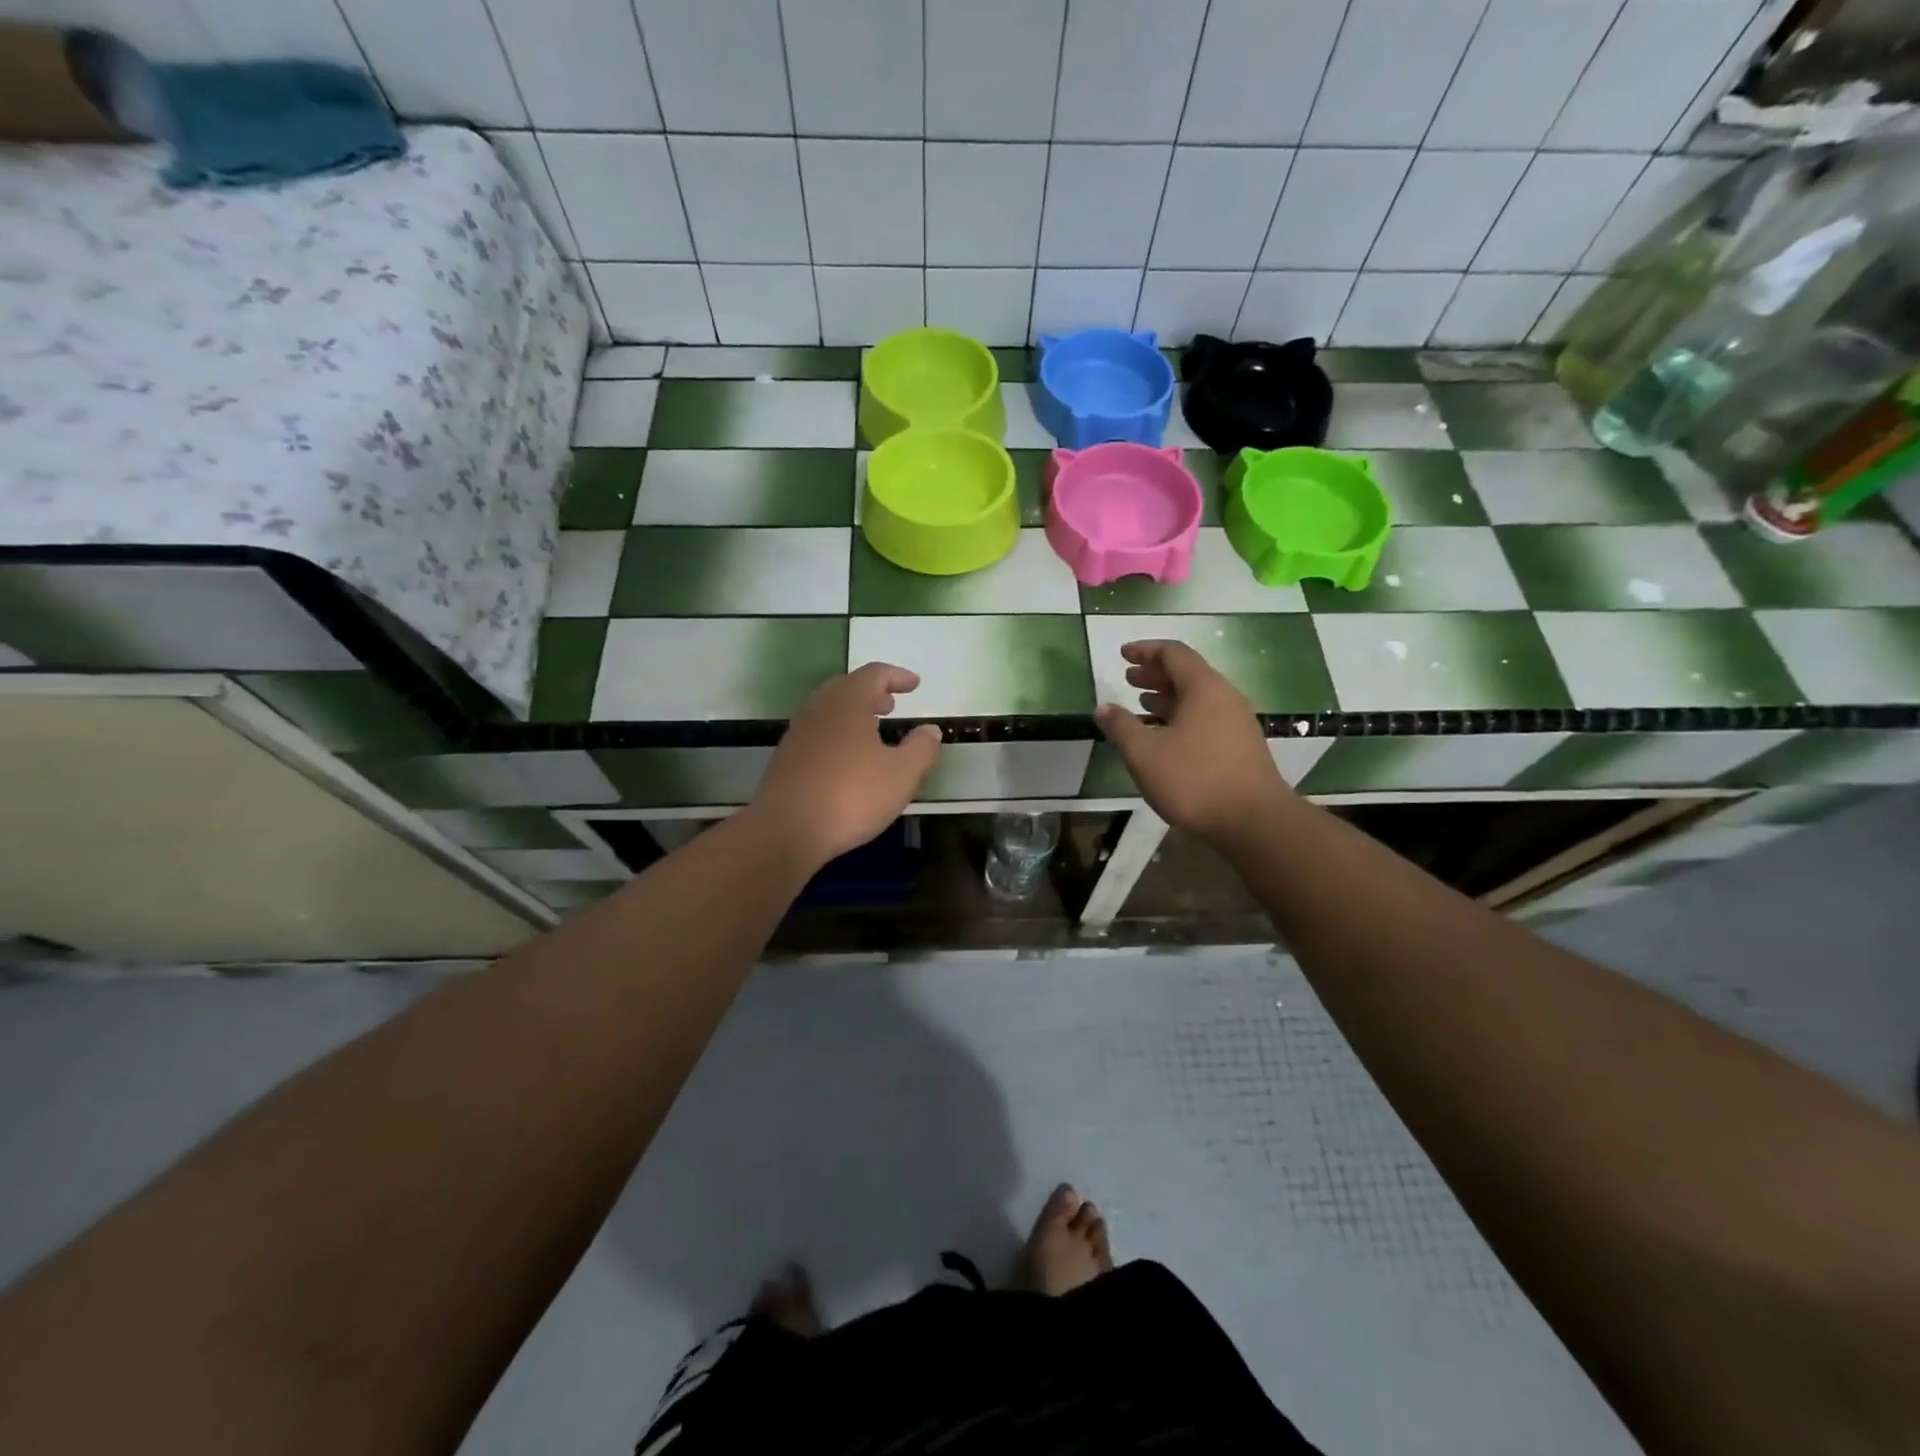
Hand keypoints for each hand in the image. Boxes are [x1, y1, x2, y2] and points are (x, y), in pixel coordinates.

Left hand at [746, 663, 941, 867]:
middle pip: (846, 687)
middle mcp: (819, 708)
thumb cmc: (851, 795)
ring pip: (828, 710)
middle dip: (872, 692)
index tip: (914, 684)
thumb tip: (930, 730)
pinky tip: (847, 759)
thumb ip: (921, 748)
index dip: (897, 676)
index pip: (874, 674)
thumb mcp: (901, 774)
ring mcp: (798, 733)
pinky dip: (836, 734)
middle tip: (891, 704)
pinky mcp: (786, 758)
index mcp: (848, 702)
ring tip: (872, 731)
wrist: (786, 830)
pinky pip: (816, 733)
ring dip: (852, 713)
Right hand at [1095, 640, 1291, 845]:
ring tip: (1142, 704)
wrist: (1254, 822)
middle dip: (1155, 674)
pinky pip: (1206, 719)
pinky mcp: (1241, 747)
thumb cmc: (1194, 780)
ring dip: (1167, 697)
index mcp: (1204, 688)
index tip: (1123, 654)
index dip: (1146, 650)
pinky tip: (1165, 737)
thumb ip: (1121, 727)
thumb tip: (1104, 708)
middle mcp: (1225, 698)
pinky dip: (1181, 717)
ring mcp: (1237, 723)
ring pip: (1197, 698)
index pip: (1173, 653)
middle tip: (1128, 678)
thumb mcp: (1145, 753)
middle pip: (1187, 674)